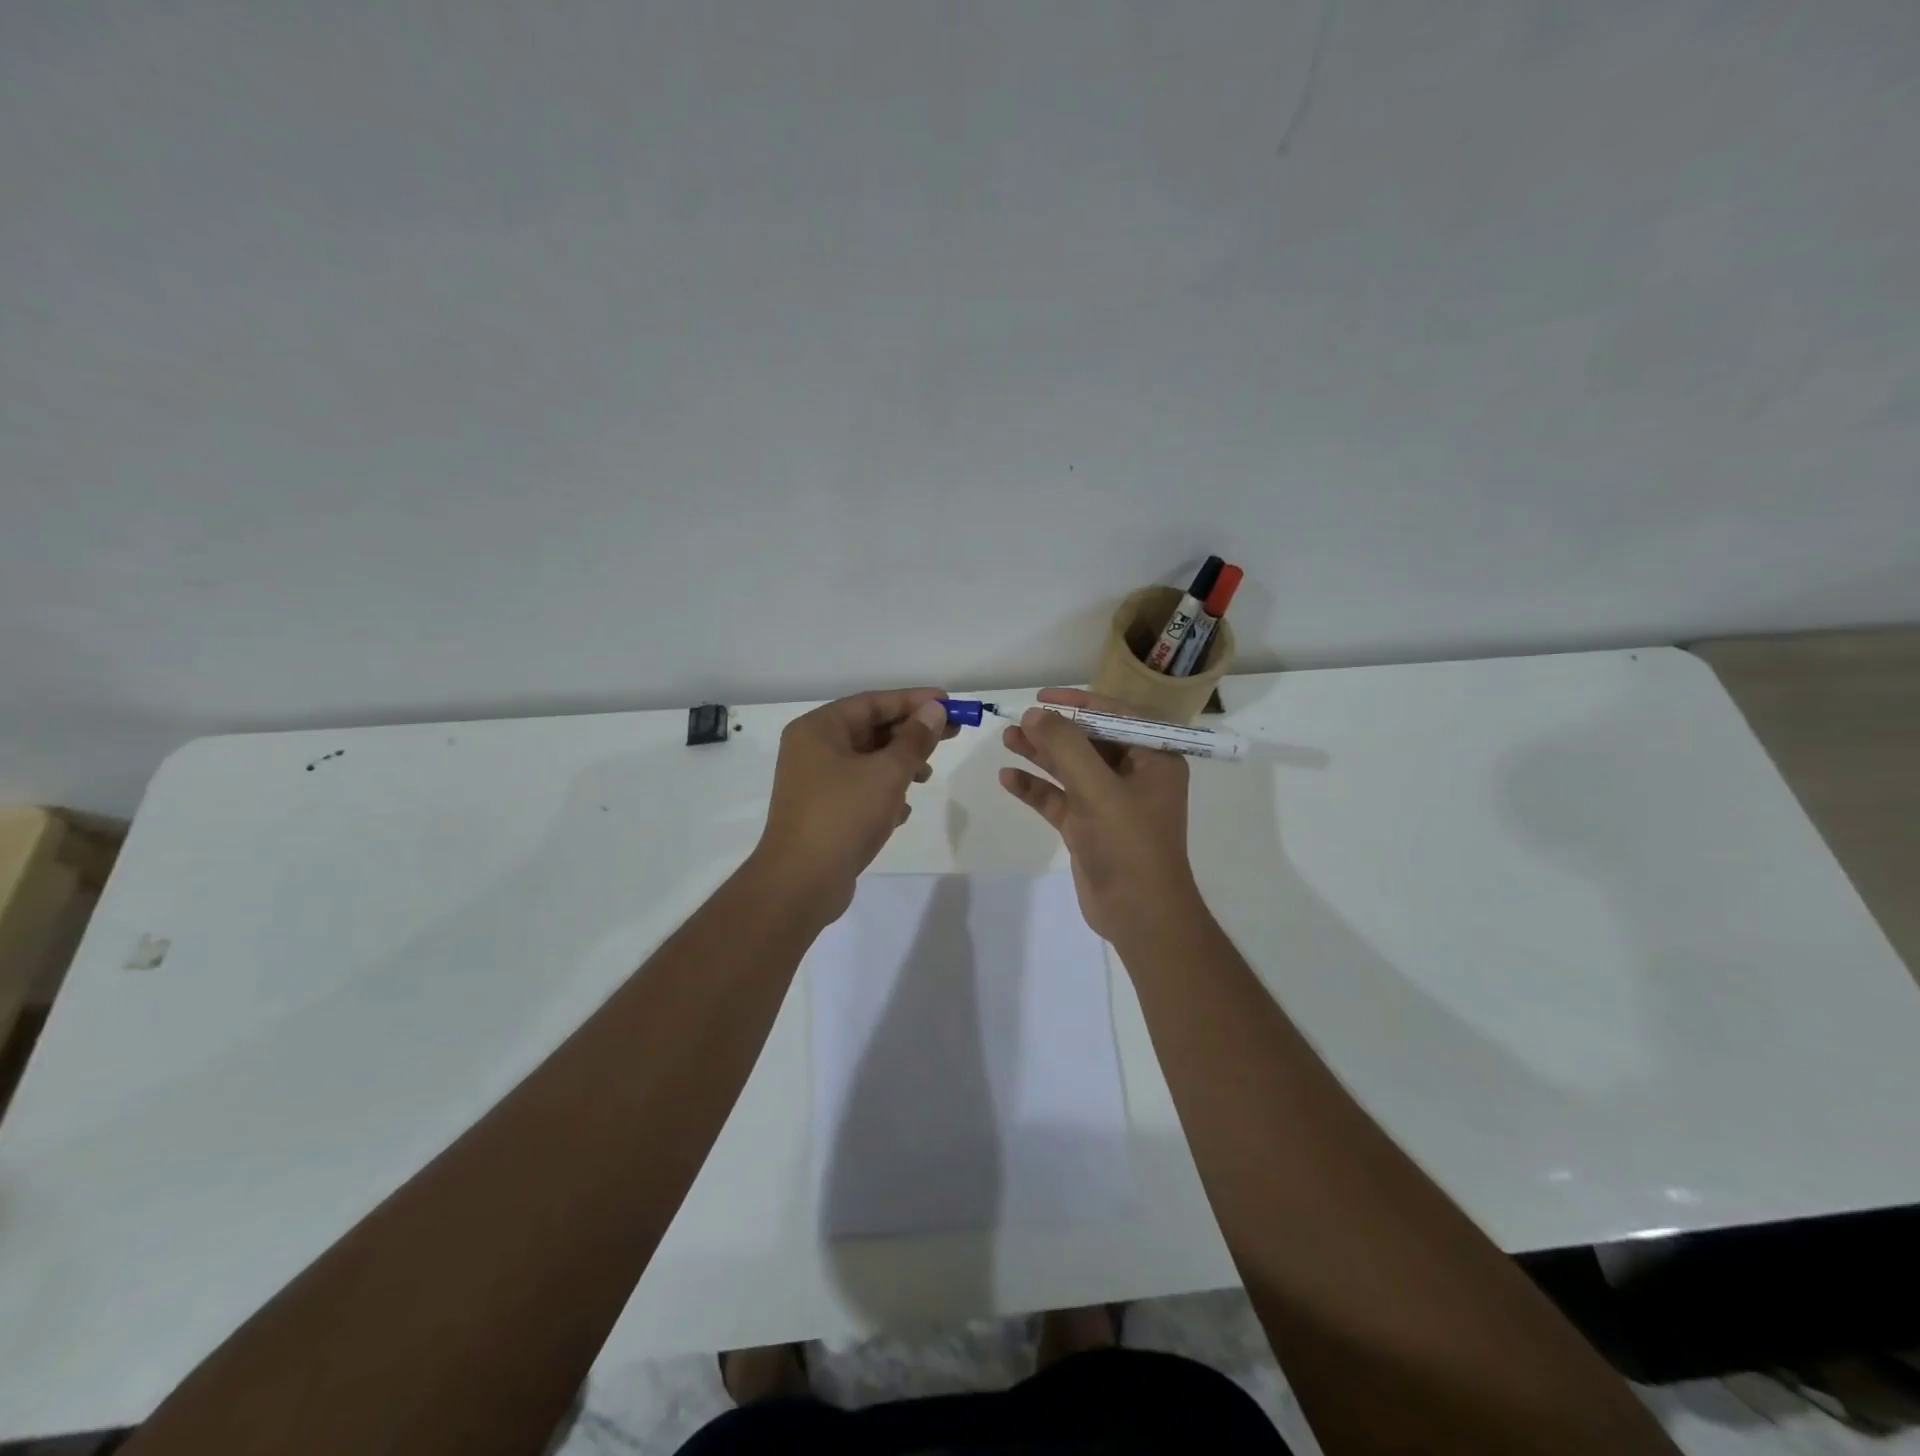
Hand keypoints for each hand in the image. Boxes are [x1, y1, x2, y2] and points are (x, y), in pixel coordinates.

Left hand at [752, 687, 956, 917]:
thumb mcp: (887, 773)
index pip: (872, 702)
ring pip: (867, 761)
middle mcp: (812, 749)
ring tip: (926, 776)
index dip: (913, 700)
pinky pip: (860, 789)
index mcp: (819, 729)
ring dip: (900, 764)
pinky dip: (884, 793)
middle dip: (910, 733)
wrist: (801, 883)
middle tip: (952, 733)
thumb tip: (934, 710)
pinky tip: (901, 811)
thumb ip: (914, 739)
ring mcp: (816, 782)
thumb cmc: (843, 816)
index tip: (949, 703)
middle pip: (870, 730)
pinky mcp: (823, 811)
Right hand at [998, 687, 1200, 941]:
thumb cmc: (1129, 845)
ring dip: (1040, 755)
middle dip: (1053, 730)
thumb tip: (1034, 714)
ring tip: (1006, 739)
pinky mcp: (1088, 827)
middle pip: (1089, 741)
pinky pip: (1059, 799)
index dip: (1080, 702)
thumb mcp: (1098, 790)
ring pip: (1071, 769)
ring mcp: (1110, 803)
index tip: (1043, 697)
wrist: (1140, 916)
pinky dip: (1036, 788)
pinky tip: (1008, 778)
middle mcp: (1134, 776)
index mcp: (1154, 759)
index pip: (1117, 716)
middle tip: (1017, 720)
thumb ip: (1066, 747)